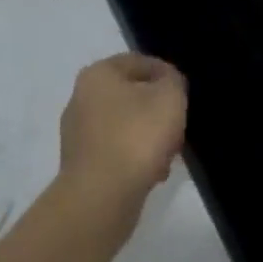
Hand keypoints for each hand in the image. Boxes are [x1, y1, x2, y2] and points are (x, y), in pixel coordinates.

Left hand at [56, 53, 187, 235]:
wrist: (101, 198)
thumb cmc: (136, 136)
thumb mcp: (169, 97)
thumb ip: (173, 81)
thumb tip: (167, 83)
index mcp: (98, 74)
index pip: (140, 62)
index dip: (167, 75)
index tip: (184, 95)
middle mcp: (81, 98)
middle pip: (132, 95)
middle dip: (158, 110)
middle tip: (178, 126)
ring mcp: (78, 134)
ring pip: (126, 125)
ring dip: (149, 137)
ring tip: (169, 155)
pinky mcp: (81, 165)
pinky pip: (116, 152)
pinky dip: (135, 158)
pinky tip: (153, 174)